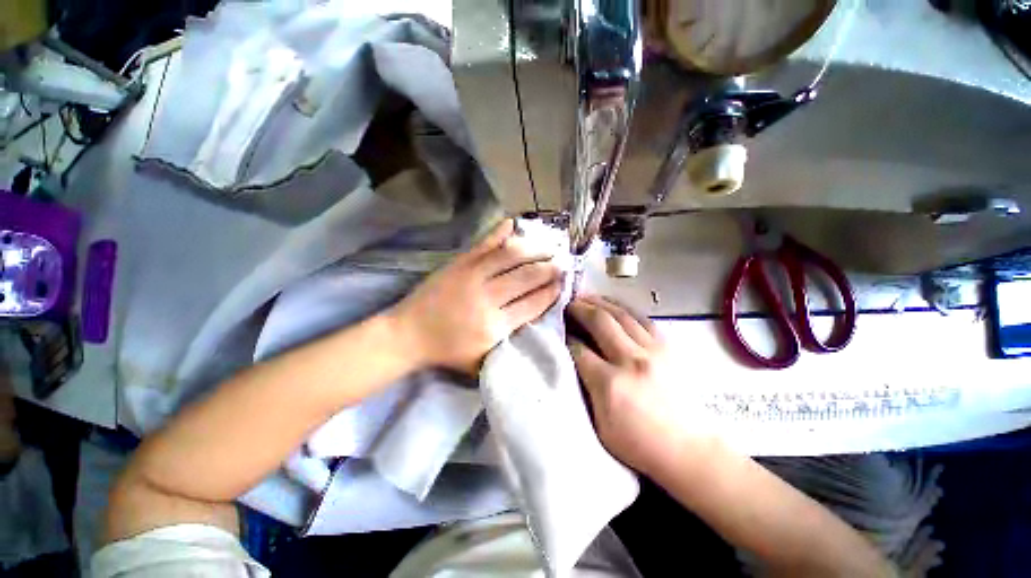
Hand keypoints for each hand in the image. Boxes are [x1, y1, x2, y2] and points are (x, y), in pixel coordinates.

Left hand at [389, 219, 562, 374]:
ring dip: (533, 249)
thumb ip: (510, 342)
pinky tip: (514, 223)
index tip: (564, 282)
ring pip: (510, 256)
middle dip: (549, 268)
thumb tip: (534, 316)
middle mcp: (487, 298)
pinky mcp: (458, 263)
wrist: (407, 335)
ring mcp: (471, 276)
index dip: (552, 291)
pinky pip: (484, 244)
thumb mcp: (482, 360)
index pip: (533, 304)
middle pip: (526, 277)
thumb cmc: (447, 351)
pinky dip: (500, 232)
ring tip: (549, 244)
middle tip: (564, 261)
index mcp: (494, 327)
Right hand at [568, 295, 702, 477]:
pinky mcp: (668, 348)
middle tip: (568, 302)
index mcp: (610, 383)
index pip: (579, 349)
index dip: (565, 337)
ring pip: (621, 314)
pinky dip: (624, 309)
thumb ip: (585, 387)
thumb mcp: (600, 424)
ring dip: (600, 302)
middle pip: (600, 322)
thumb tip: (574, 358)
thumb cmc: (638, 444)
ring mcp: (653, 351)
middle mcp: (631, 360)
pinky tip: (614, 306)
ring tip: (587, 297)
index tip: (558, 329)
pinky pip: (642, 319)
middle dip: (580, 308)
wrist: (688, 449)